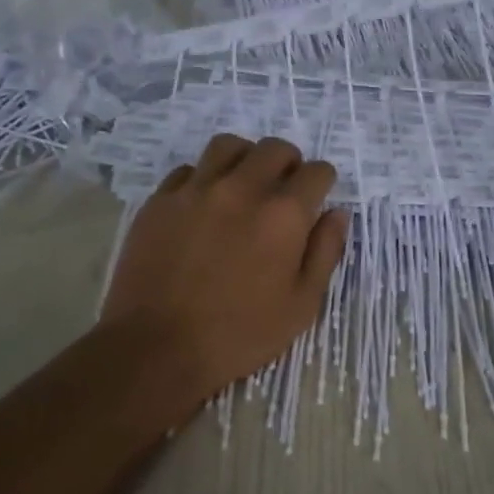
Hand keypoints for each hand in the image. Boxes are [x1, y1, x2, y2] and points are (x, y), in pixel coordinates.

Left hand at [99, 134, 349, 413]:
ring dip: (245, 159)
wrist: (157, 347)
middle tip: (284, 190)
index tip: (317, 198)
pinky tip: (203, 205)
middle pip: (274, 149)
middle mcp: (242, 189)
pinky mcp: (160, 200)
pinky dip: (203, 178)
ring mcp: (196, 190)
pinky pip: (188, 170)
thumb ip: (325, 253)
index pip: (316, 172)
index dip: (322, 183)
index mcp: (283, 214)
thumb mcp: (301, 305)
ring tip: (244, 184)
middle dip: (289, 163)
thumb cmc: (239, 334)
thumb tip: (336, 213)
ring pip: (228, 146)